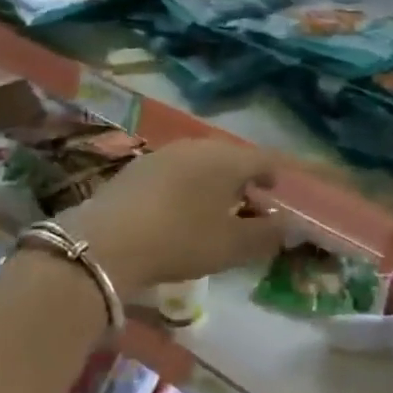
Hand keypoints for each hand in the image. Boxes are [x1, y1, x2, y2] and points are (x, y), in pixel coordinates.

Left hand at [66, 140, 288, 291]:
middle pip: (232, 157)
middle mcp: (200, 146)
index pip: (265, 158)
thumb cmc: (181, 240)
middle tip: (249, 204)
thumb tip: (287, 225)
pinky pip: (176, 170)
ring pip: (202, 161)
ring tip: (214, 208)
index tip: (279, 193)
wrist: (105, 243)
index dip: (277, 174)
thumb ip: (266, 235)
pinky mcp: (138, 166)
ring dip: (214, 181)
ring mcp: (166, 152)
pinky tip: (179, 209)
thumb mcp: (231, 246)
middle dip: (245, 178)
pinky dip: (187, 185)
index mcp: (228, 159)